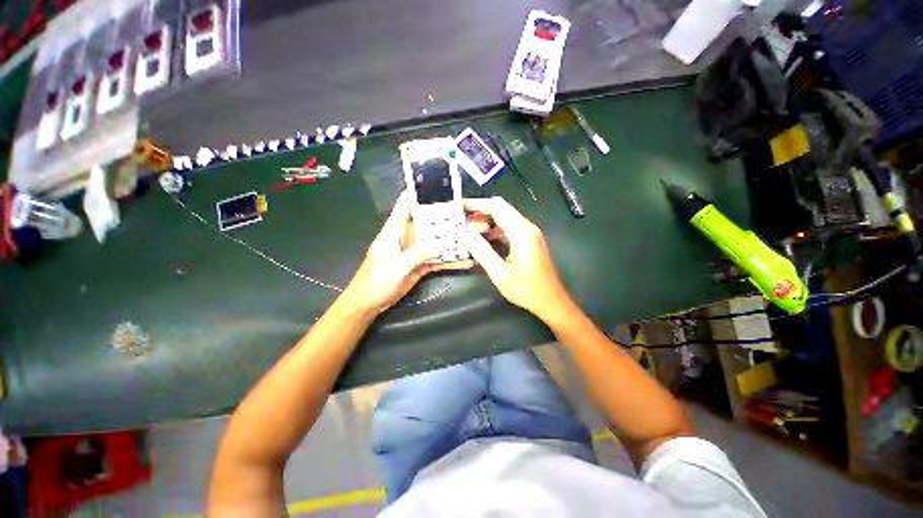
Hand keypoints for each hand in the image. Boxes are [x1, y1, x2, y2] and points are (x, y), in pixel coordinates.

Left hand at [342, 192, 473, 313]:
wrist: (371, 302)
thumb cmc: (376, 280)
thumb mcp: (396, 266)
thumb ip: (417, 254)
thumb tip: (441, 245)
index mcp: (395, 230)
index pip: (406, 204)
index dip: (420, 193)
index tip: (441, 187)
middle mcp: (408, 236)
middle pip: (430, 223)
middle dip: (449, 220)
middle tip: (470, 217)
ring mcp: (416, 251)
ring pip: (438, 242)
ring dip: (454, 241)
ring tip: (474, 239)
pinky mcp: (422, 265)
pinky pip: (439, 260)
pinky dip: (451, 261)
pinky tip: (466, 261)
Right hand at [462, 197, 573, 320]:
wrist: (551, 302)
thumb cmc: (526, 290)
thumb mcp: (499, 273)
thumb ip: (482, 251)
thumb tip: (465, 232)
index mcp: (522, 232)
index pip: (497, 207)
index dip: (477, 204)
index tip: (459, 206)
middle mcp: (527, 228)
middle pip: (501, 209)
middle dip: (480, 211)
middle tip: (461, 219)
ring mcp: (530, 234)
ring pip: (505, 218)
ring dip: (487, 221)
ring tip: (468, 230)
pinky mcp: (529, 241)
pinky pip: (509, 228)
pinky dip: (495, 230)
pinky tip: (483, 240)